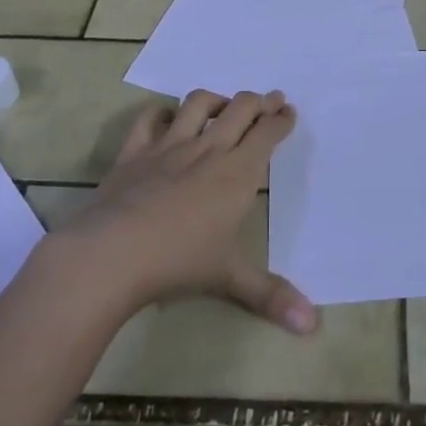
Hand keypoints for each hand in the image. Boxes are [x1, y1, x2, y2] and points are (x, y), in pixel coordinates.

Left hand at [48, 90, 317, 334]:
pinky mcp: (135, 151)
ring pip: (199, 104)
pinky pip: (149, 118)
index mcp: (237, 173)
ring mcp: (169, 146)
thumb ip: (272, 296)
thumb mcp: (230, 279)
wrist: (112, 253)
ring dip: (216, 100)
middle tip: (269, 101)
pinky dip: (161, 113)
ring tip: (223, 105)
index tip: (288, 112)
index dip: (281, 119)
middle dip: (259, 101)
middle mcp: (208, 149)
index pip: (267, 133)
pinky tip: (167, 118)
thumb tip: (313, 325)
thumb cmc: (179, 263)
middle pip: (240, 108)